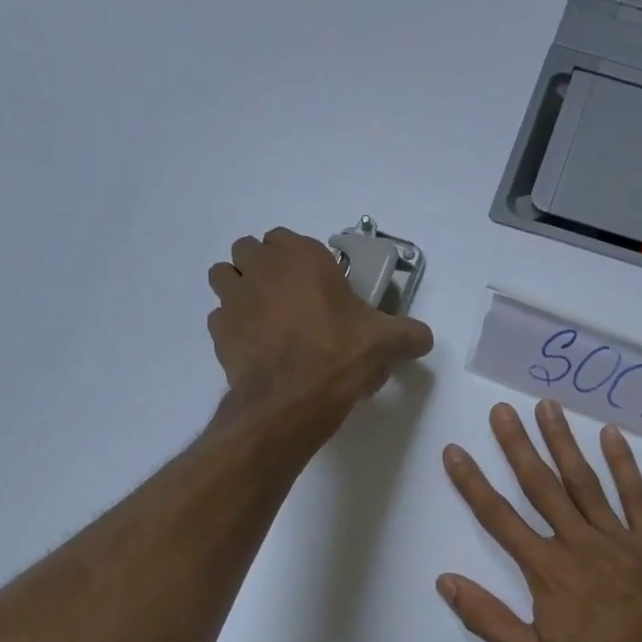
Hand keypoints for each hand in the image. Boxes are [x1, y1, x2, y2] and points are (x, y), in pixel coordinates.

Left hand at [208, 228, 433, 432]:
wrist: (292, 402)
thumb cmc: (340, 356)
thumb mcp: (386, 343)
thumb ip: (408, 335)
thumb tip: (423, 338)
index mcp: (300, 255)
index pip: (288, 239)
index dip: (300, 261)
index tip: (318, 287)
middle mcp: (260, 267)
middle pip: (250, 251)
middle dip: (265, 270)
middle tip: (290, 301)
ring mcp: (233, 298)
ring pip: (226, 278)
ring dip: (240, 291)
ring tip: (265, 320)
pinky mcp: (218, 332)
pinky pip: (221, 319)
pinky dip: (234, 329)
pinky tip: (256, 350)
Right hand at [437, 400, 641, 641]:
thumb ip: (489, 619)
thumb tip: (446, 581)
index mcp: (548, 572)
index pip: (500, 519)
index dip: (474, 484)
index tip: (455, 451)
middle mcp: (580, 545)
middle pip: (541, 487)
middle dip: (517, 446)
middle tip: (501, 410)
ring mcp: (620, 540)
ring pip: (585, 482)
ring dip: (563, 443)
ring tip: (547, 407)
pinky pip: (636, 497)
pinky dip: (623, 464)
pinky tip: (611, 435)